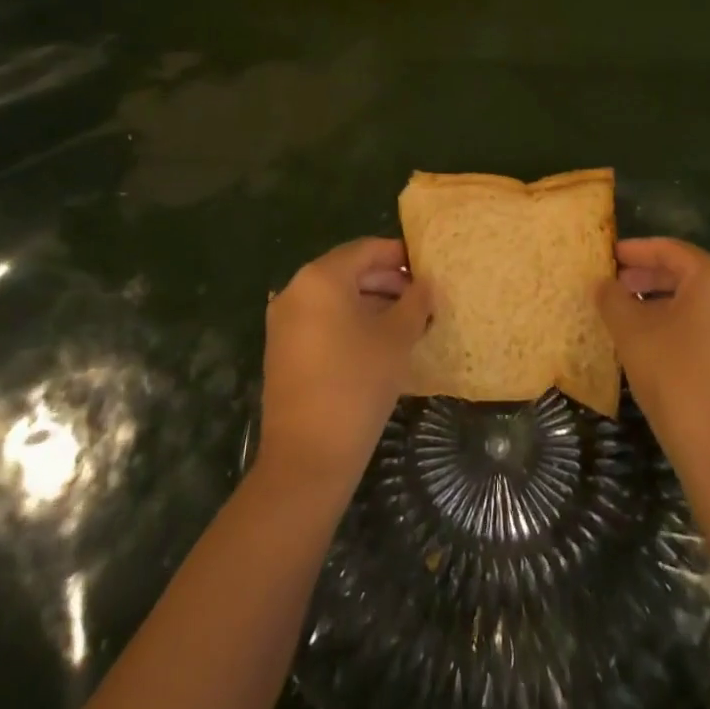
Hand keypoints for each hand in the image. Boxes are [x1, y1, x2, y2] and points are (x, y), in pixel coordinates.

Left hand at [258, 238, 432, 493]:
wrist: (306, 459)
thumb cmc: (357, 384)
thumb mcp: (396, 338)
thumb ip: (415, 302)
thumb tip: (425, 284)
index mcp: (321, 277)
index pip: (366, 249)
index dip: (399, 255)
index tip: (427, 268)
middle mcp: (296, 290)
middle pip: (349, 271)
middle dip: (387, 281)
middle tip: (422, 298)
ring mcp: (284, 321)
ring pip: (335, 298)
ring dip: (371, 303)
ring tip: (408, 322)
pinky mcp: (282, 350)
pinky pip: (322, 320)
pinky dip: (350, 322)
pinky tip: (379, 343)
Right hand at [596, 238, 709, 487]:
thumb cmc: (675, 379)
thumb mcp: (631, 333)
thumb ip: (613, 299)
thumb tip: (603, 284)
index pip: (671, 250)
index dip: (636, 250)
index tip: (610, 256)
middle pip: (690, 275)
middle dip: (650, 278)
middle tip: (618, 286)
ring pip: (703, 305)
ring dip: (667, 304)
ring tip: (634, 317)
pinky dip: (687, 328)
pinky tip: (661, 349)